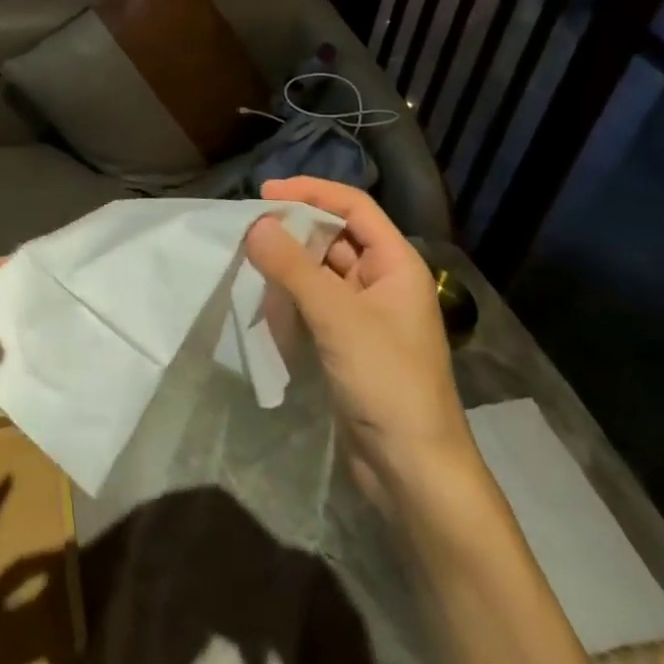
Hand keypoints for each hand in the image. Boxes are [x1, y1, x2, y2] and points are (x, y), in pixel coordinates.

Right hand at [246, 177, 471, 489]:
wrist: (413, 471)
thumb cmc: (386, 382)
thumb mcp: (338, 318)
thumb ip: (293, 267)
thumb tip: (255, 224)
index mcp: (397, 264)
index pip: (354, 207)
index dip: (311, 192)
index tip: (265, 193)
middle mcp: (384, 281)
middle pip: (336, 235)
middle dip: (295, 227)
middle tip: (250, 227)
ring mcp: (366, 313)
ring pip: (322, 269)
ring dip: (289, 261)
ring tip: (249, 258)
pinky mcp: (349, 341)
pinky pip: (315, 301)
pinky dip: (291, 293)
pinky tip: (265, 298)